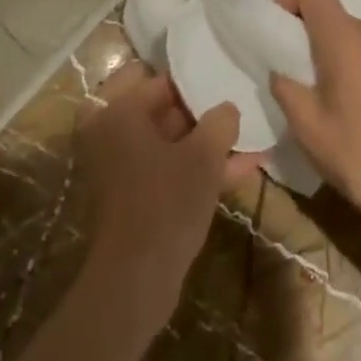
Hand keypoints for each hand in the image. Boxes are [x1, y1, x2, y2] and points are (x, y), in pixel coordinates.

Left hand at [76, 62, 262, 323]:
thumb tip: (227, 108)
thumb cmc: (166, 204)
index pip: (160, 80)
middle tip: (236, 108)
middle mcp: (111, 132)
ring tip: (249, 136)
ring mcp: (120, 165)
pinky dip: (197, 167)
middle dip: (202, 113)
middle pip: (162, 109)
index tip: (223, 81)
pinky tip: (243, 167)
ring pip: (169, 141)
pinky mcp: (132, 194)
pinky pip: (167, 167)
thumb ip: (219, 122)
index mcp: (118, 112)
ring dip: (205, 142)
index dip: (195, 81)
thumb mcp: (203, 157)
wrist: (135, 280)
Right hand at [268, 0, 360, 234]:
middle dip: (305, 33)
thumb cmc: (357, 152)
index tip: (277, 33)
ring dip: (327, 50)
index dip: (288, 0)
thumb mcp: (305, 123)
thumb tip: (280, 69)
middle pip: (329, 12)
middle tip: (292, 72)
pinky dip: (349, 62)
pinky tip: (347, 103)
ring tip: (319, 93)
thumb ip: (284, 85)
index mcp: (345, 37)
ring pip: (348, 32)